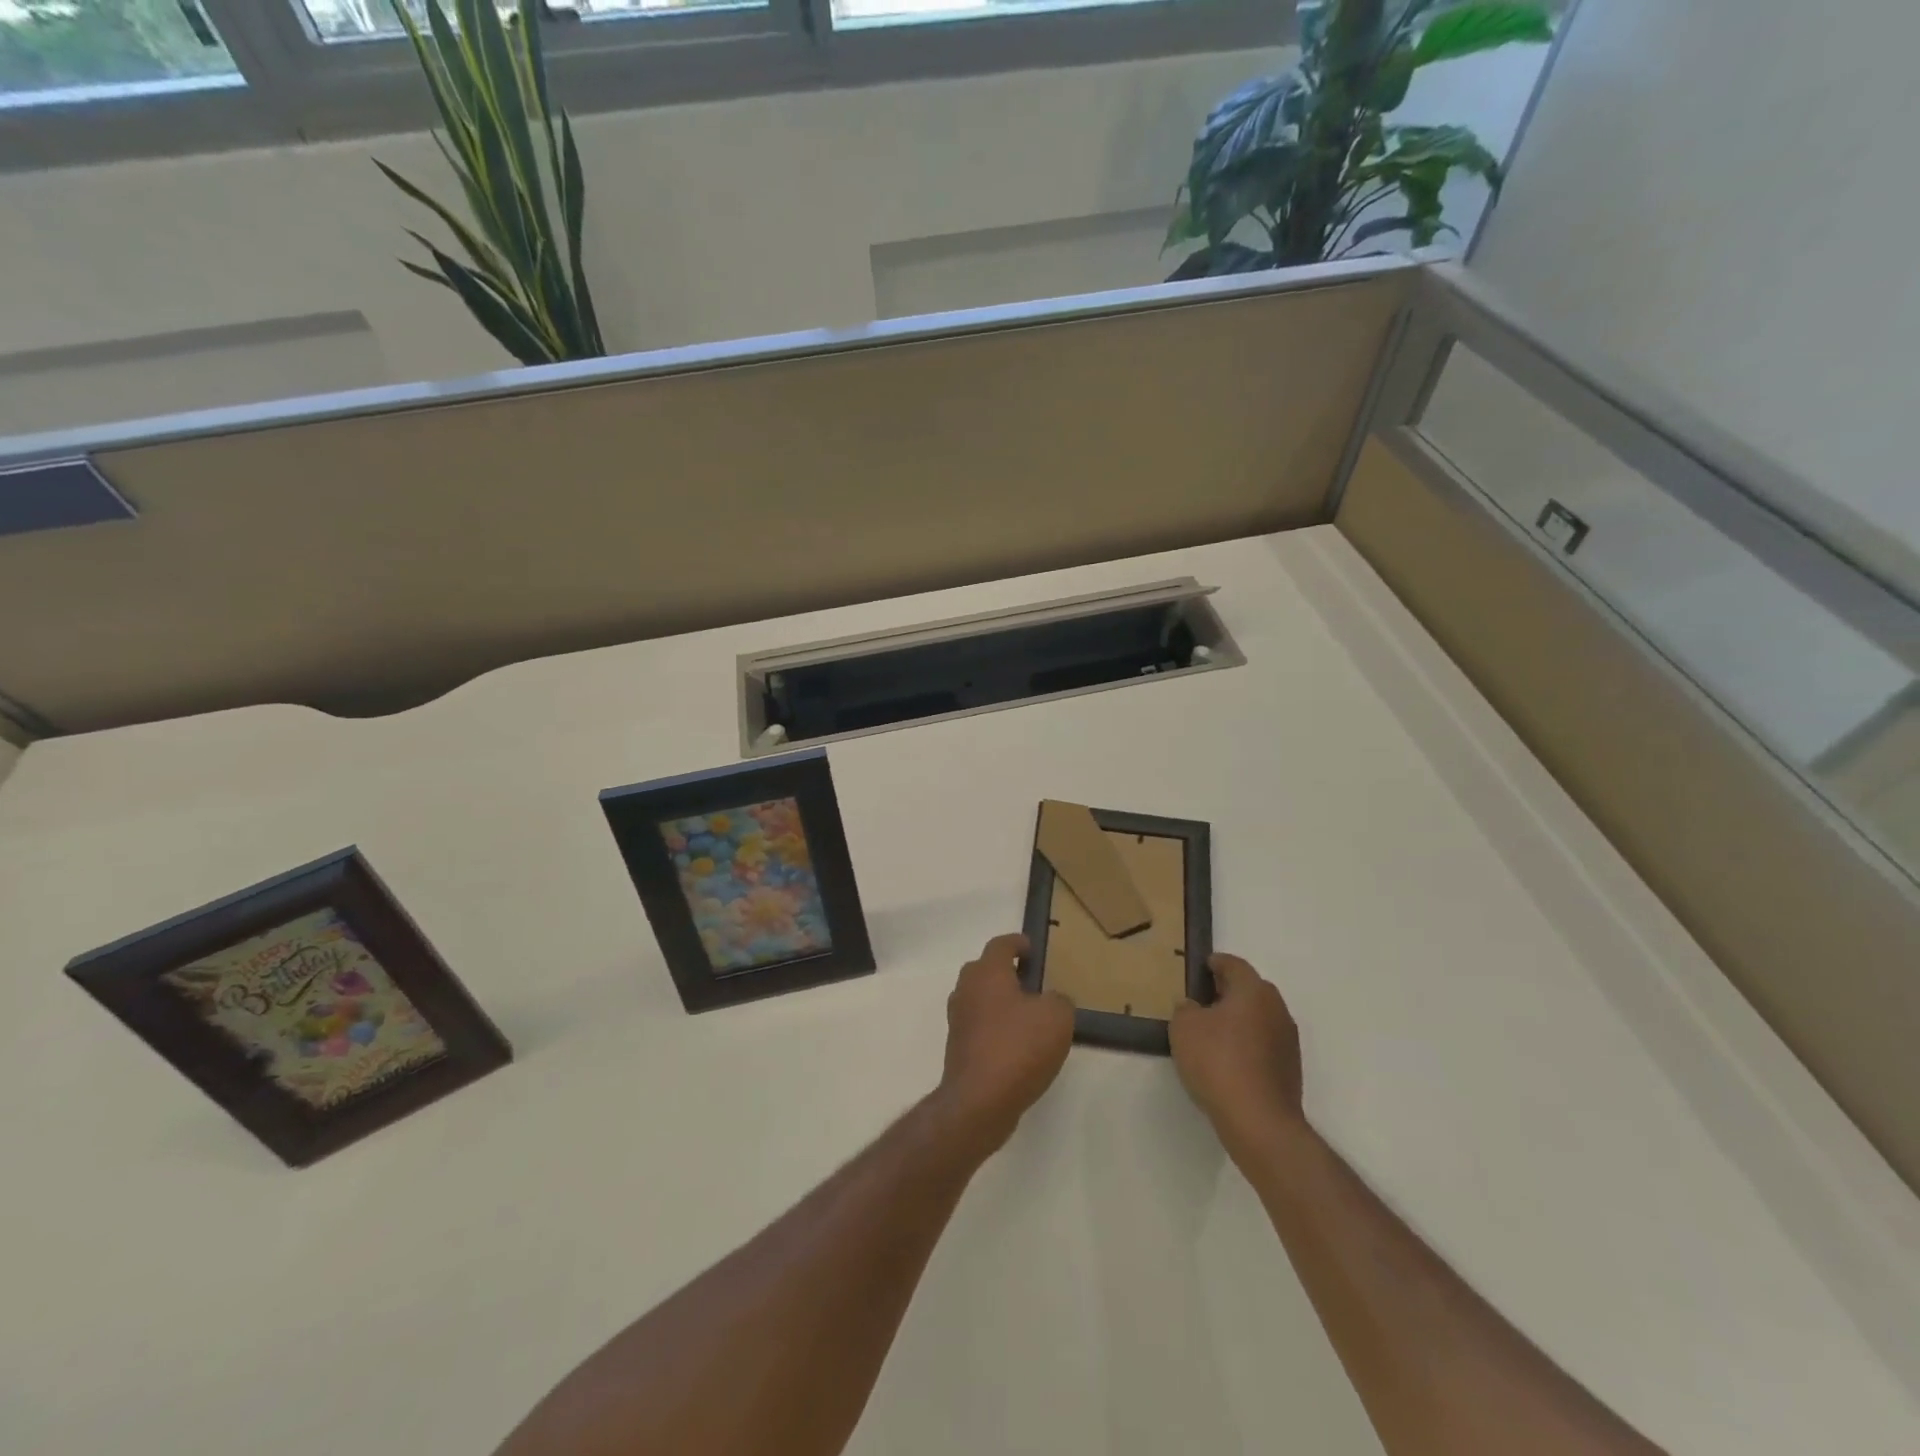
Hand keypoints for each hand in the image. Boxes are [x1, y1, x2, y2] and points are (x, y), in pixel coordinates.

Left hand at [936, 934, 1074, 1156]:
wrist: (979, 1100)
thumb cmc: (1018, 1047)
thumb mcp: (1057, 1017)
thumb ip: (1059, 1000)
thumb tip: (1052, 1001)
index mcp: (987, 972)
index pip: (1000, 945)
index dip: (1017, 943)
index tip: (1032, 948)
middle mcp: (966, 989)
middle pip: (985, 970)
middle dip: (1006, 972)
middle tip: (1032, 982)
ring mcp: (959, 1020)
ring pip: (980, 999)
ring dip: (1000, 1001)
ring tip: (1029, 1016)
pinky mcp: (958, 1048)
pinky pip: (979, 1026)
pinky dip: (996, 1027)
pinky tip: (1017, 1044)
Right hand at [1170, 953, 1306, 1156]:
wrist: (1259, 1121)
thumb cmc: (1218, 1062)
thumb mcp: (1184, 1028)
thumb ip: (1185, 1009)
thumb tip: (1194, 1007)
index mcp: (1253, 991)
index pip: (1234, 965)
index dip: (1216, 962)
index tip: (1202, 966)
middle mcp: (1276, 1009)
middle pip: (1251, 990)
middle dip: (1228, 990)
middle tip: (1203, 997)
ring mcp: (1287, 1040)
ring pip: (1259, 1017)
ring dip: (1239, 1018)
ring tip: (1213, 1031)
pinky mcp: (1290, 1068)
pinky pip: (1264, 1043)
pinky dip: (1248, 1043)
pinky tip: (1228, 1059)